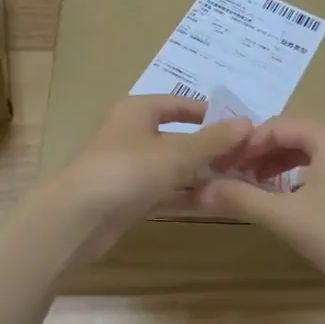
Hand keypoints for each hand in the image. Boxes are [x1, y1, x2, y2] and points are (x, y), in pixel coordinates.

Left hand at [53, 96, 252, 256]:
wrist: (77, 219)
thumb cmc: (127, 171)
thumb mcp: (176, 153)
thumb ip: (213, 141)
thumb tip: (247, 123)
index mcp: (138, 111)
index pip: (180, 105)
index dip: (210, 114)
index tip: (241, 127)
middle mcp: (133, 134)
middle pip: (179, 137)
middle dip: (211, 149)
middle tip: (247, 159)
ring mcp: (130, 168)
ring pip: (173, 167)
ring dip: (202, 175)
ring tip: (240, 182)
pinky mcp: (129, 198)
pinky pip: (165, 191)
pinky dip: (187, 195)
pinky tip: (216, 202)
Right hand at [194, 117, 324, 306]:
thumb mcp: (285, 217)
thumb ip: (242, 199)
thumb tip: (200, 189)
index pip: (277, 125)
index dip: (246, 143)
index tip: (221, 164)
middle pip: (293, 136)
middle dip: (261, 153)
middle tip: (233, 175)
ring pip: (310, 153)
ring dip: (279, 165)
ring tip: (254, 187)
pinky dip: (299, 177)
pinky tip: (287, 201)